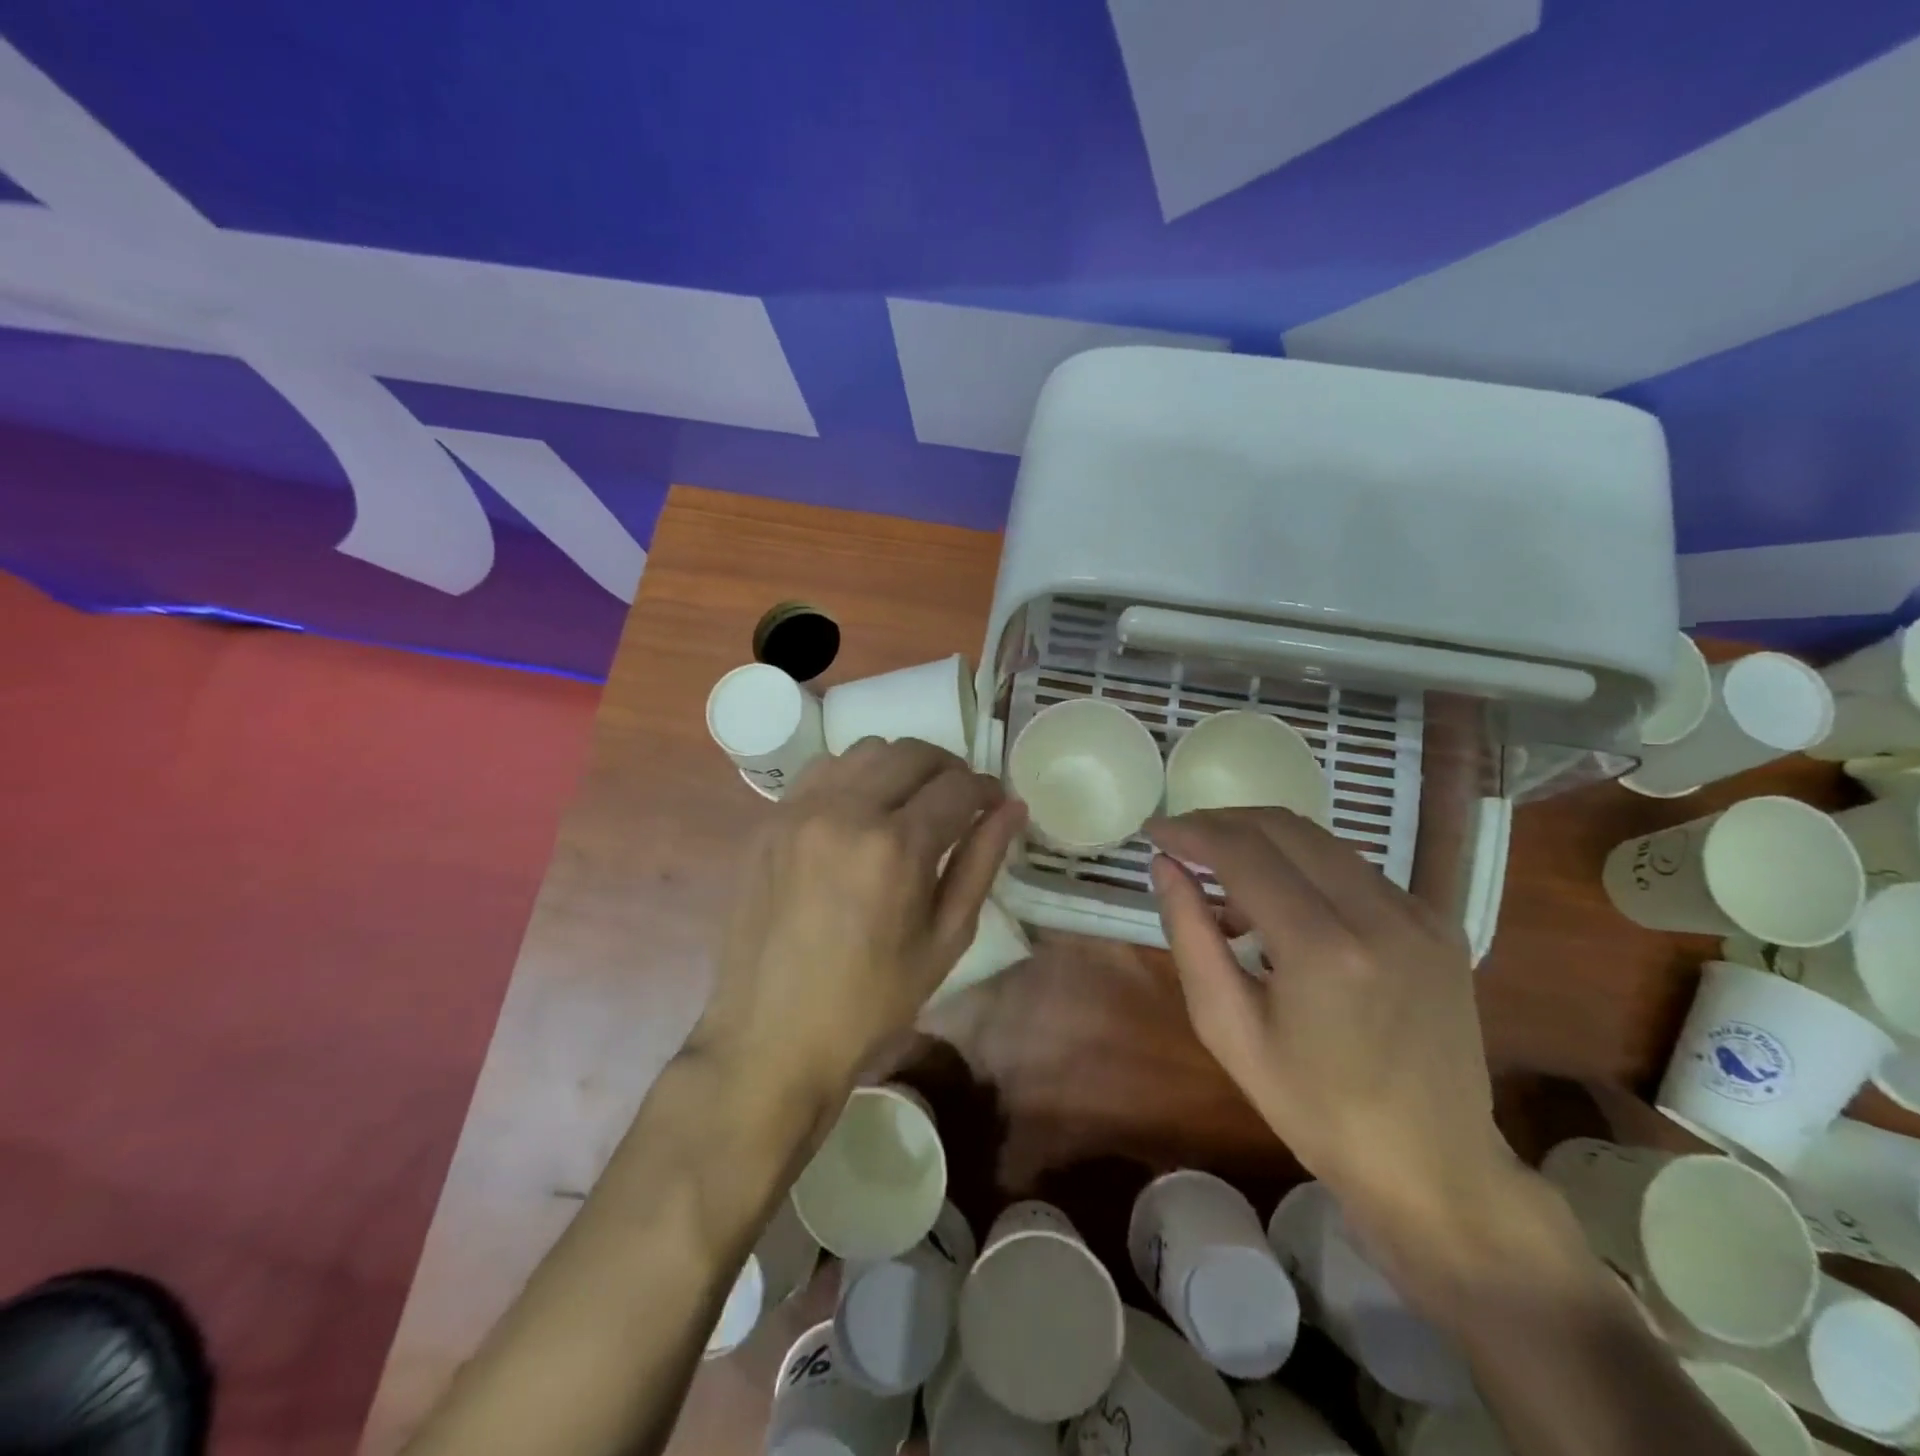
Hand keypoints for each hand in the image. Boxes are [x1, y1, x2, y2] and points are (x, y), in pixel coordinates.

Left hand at [695, 739, 1025, 1100]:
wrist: (773, 1036)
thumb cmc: (873, 1001)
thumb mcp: (945, 939)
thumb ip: (981, 863)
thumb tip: (1012, 808)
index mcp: (896, 847)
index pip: (957, 786)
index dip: (986, 790)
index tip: (994, 804)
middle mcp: (845, 812)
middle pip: (912, 753)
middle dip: (948, 769)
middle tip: (959, 802)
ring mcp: (799, 810)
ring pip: (865, 751)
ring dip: (900, 767)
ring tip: (909, 804)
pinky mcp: (769, 820)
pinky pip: (821, 770)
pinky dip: (852, 776)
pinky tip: (859, 812)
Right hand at [1147, 810, 1514, 1262]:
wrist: (1436, 1165)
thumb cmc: (1316, 1110)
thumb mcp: (1229, 1030)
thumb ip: (1190, 937)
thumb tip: (1165, 867)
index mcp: (1324, 950)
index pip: (1244, 853)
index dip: (1191, 832)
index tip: (1153, 831)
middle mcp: (1380, 914)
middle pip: (1283, 828)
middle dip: (1221, 825)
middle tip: (1181, 846)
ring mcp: (1419, 913)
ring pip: (1319, 840)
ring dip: (1260, 846)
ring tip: (1227, 893)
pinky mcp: (1439, 921)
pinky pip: (1352, 868)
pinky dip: (1302, 868)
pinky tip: (1281, 910)